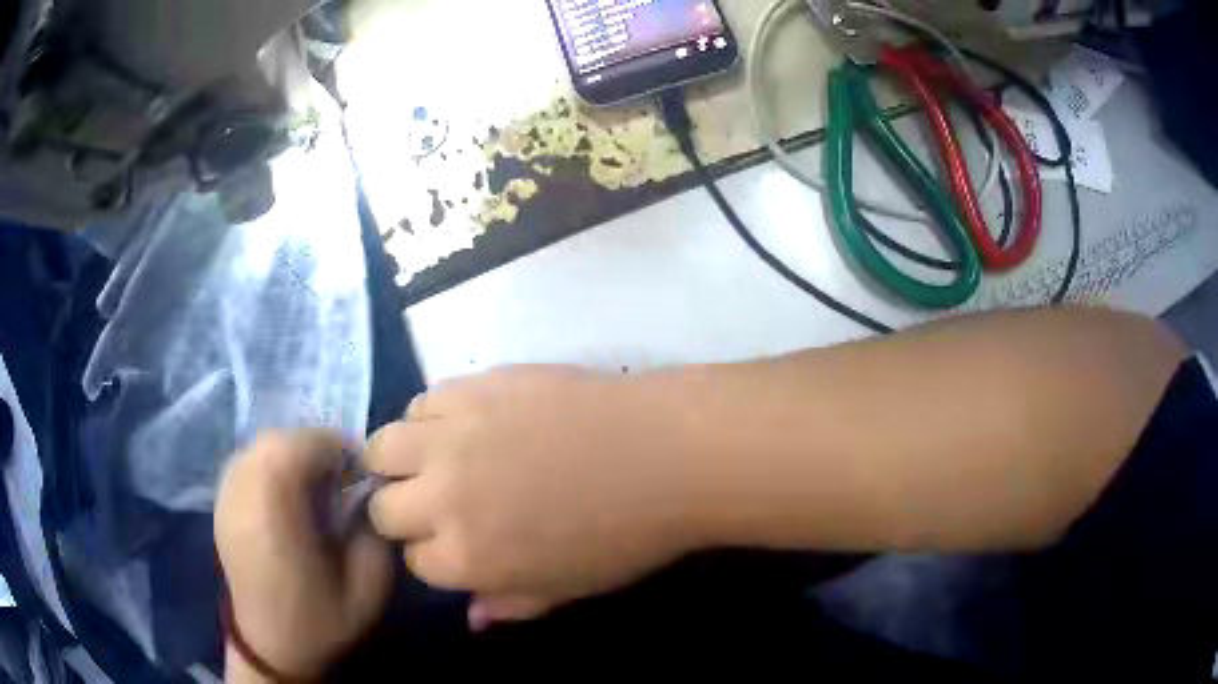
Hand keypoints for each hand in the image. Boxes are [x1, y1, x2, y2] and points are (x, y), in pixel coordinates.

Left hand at [216, 431, 393, 680]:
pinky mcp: (220, 502)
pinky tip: (284, 495)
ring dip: (291, 454)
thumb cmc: (319, 621)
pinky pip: (247, 461)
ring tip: (312, 486)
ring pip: (259, 445)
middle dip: (314, 448)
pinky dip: (270, 464)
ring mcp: (226, 495)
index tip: (357, 474)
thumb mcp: (367, 589)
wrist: (270, 646)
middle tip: (337, 479)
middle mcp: (243, 494)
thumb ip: (373, 533)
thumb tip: (366, 492)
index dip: (336, 448)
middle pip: (277, 439)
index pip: (301, 446)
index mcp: (276, 514)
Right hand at [366, 367, 705, 628]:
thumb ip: (511, 604)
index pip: (414, 561)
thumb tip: (472, 617)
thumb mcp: (567, 588)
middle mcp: (442, 497)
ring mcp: (452, 436)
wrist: (665, 453)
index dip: (433, 555)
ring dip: (400, 460)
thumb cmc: (626, 535)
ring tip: (429, 458)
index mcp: (466, 557)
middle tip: (435, 502)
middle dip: (403, 511)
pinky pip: (421, 401)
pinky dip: (428, 418)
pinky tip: (458, 424)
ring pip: (384, 447)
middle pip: (385, 507)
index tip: (453, 544)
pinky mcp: (472, 388)